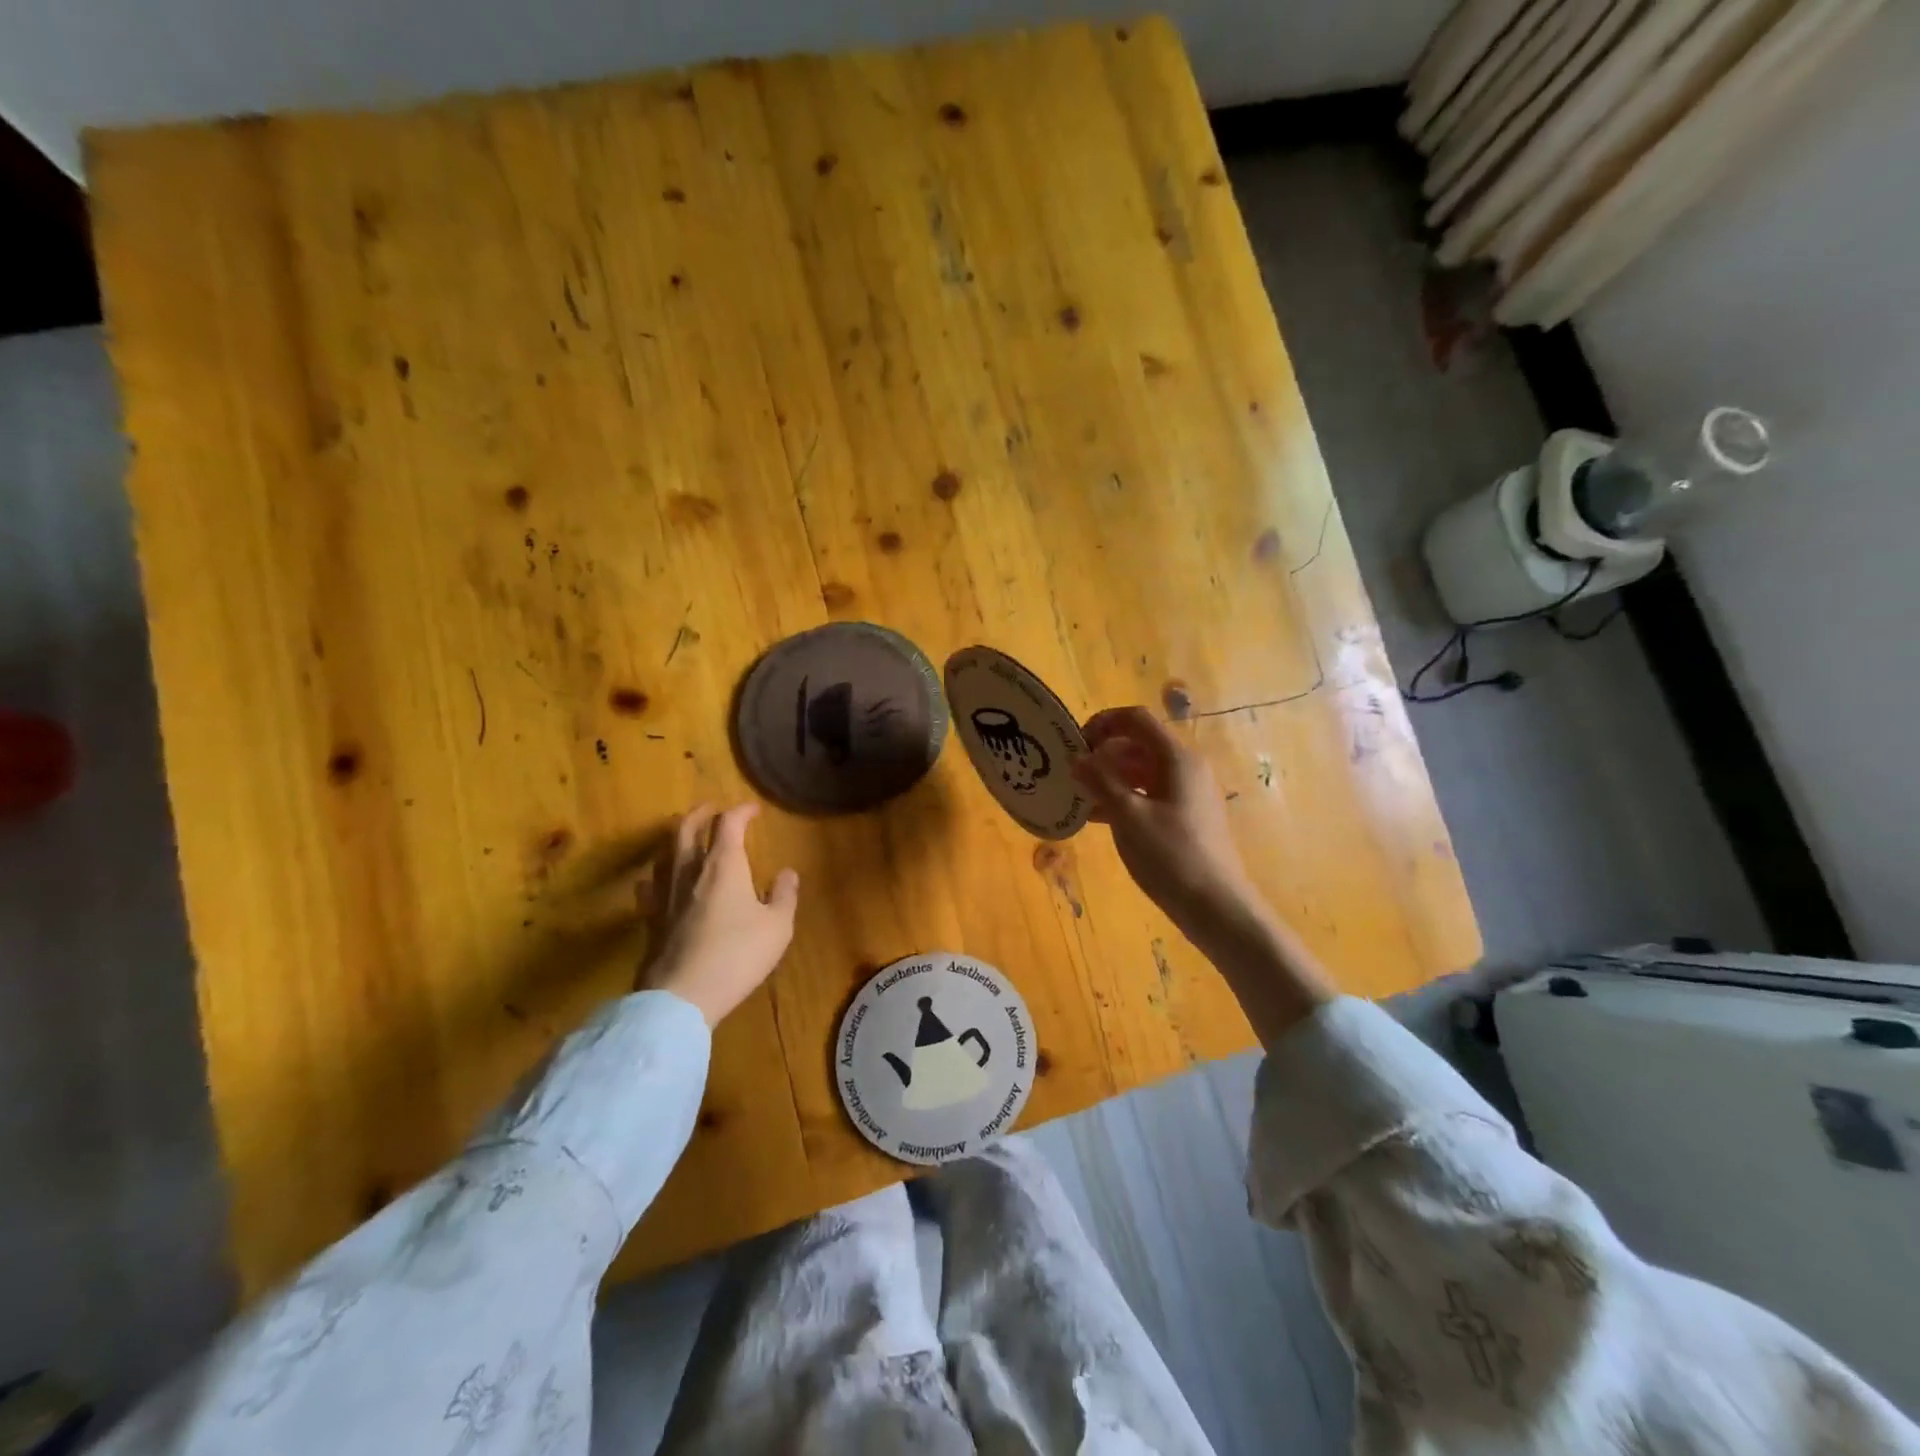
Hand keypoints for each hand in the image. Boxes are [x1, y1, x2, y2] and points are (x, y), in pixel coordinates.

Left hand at [639, 803, 799, 1027]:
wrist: (681, 997)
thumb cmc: (737, 956)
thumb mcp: (777, 927)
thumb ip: (784, 895)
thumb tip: (787, 873)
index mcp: (723, 866)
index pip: (729, 823)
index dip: (741, 811)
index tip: (754, 810)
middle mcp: (689, 870)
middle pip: (687, 828)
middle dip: (701, 814)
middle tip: (712, 809)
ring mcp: (665, 894)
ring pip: (665, 852)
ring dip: (677, 837)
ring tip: (686, 836)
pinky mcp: (650, 918)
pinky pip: (650, 884)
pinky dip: (658, 874)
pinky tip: (659, 880)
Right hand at [1071, 706, 1257, 934]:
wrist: (1216, 907)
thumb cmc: (1170, 856)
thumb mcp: (1128, 816)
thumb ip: (1100, 781)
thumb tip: (1077, 757)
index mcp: (1177, 758)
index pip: (1137, 719)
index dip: (1103, 722)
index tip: (1075, 743)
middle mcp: (1186, 768)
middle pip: (1139, 743)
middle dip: (1103, 752)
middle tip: (1072, 772)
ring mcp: (1188, 793)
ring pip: (1143, 771)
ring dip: (1110, 777)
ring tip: (1079, 796)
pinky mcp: (1186, 816)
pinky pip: (1149, 793)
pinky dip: (1124, 797)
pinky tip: (1097, 818)